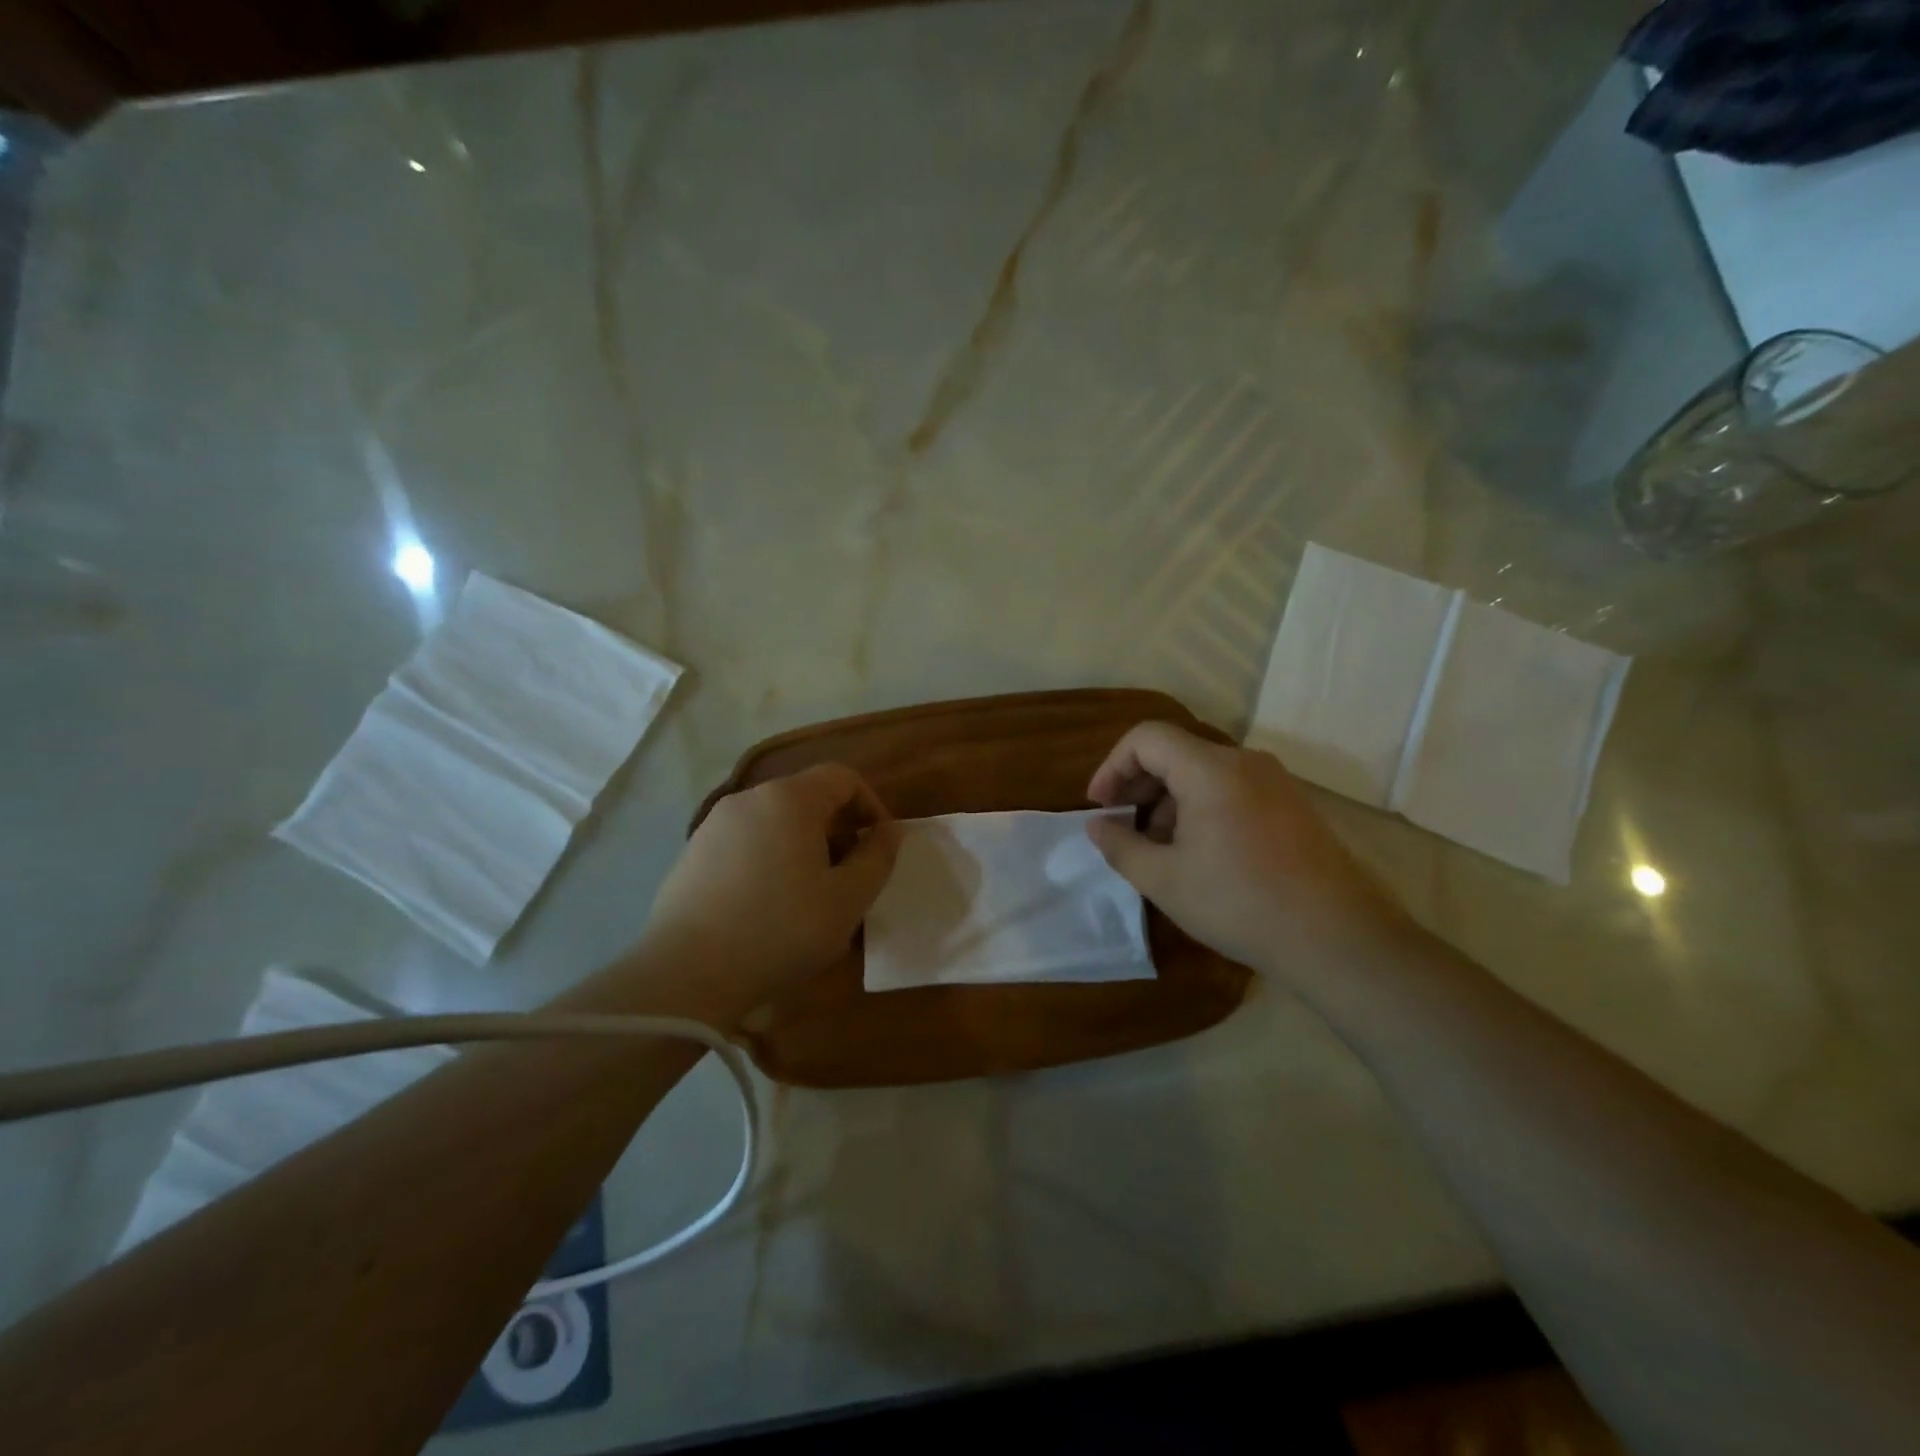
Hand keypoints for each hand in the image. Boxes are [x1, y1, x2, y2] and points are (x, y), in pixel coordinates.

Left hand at [646, 764, 900, 1006]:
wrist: (686, 976)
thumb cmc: (781, 930)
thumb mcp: (848, 899)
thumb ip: (877, 857)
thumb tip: (889, 831)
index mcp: (789, 799)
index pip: (842, 777)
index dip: (871, 805)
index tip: (880, 845)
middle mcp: (748, 799)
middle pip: (807, 797)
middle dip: (838, 829)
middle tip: (850, 875)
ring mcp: (713, 826)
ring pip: (774, 822)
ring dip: (803, 847)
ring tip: (811, 895)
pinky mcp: (691, 856)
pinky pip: (745, 844)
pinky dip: (769, 860)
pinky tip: (768, 907)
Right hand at [1086, 722, 1401, 979]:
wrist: (1337, 938)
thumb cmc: (1239, 904)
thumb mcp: (1164, 881)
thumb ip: (1120, 846)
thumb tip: (1097, 826)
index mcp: (1210, 769)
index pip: (1146, 738)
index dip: (1112, 766)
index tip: (1100, 807)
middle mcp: (1244, 761)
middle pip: (1175, 751)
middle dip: (1139, 785)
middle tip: (1121, 827)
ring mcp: (1274, 780)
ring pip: (1203, 771)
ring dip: (1169, 799)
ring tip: (1159, 848)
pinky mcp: (1292, 803)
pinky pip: (1232, 788)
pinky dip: (1201, 806)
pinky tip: (1199, 852)